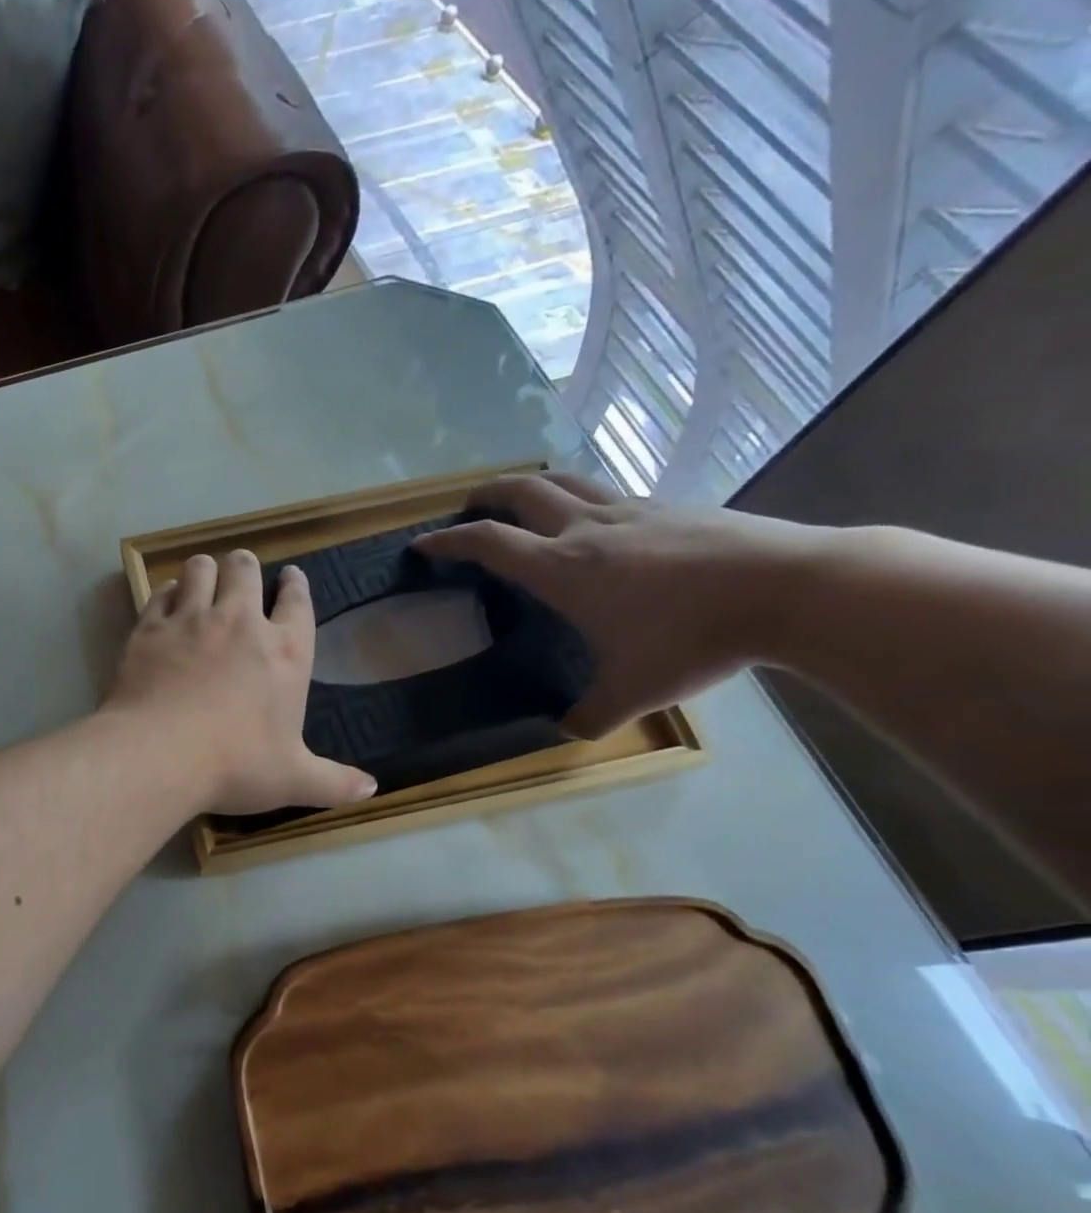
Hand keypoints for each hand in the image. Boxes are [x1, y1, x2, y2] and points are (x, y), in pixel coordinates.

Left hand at [104, 550, 377, 813]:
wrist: (158, 754)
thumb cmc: (234, 766)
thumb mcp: (292, 781)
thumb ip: (333, 782)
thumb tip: (371, 789)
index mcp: (285, 652)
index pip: (297, 601)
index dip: (295, 585)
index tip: (291, 576)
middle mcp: (240, 622)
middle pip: (245, 570)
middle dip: (245, 566)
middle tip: (241, 573)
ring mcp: (191, 620)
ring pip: (200, 569)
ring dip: (205, 570)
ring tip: (203, 578)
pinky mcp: (150, 628)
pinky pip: (160, 592)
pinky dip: (167, 592)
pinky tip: (168, 601)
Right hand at [414, 474, 832, 737]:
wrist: (792, 588)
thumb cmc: (694, 640)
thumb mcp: (633, 691)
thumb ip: (591, 714)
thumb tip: (567, 731)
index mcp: (562, 568)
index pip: (487, 543)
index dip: (447, 541)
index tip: (421, 543)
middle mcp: (586, 529)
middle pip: (521, 491)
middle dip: (485, 495)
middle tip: (468, 507)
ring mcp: (631, 510)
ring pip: (565, 481)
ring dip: (532, 486)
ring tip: (523, 500)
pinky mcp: (671, 505)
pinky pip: (609, 492)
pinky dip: (582, 497)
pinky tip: (597, 520)